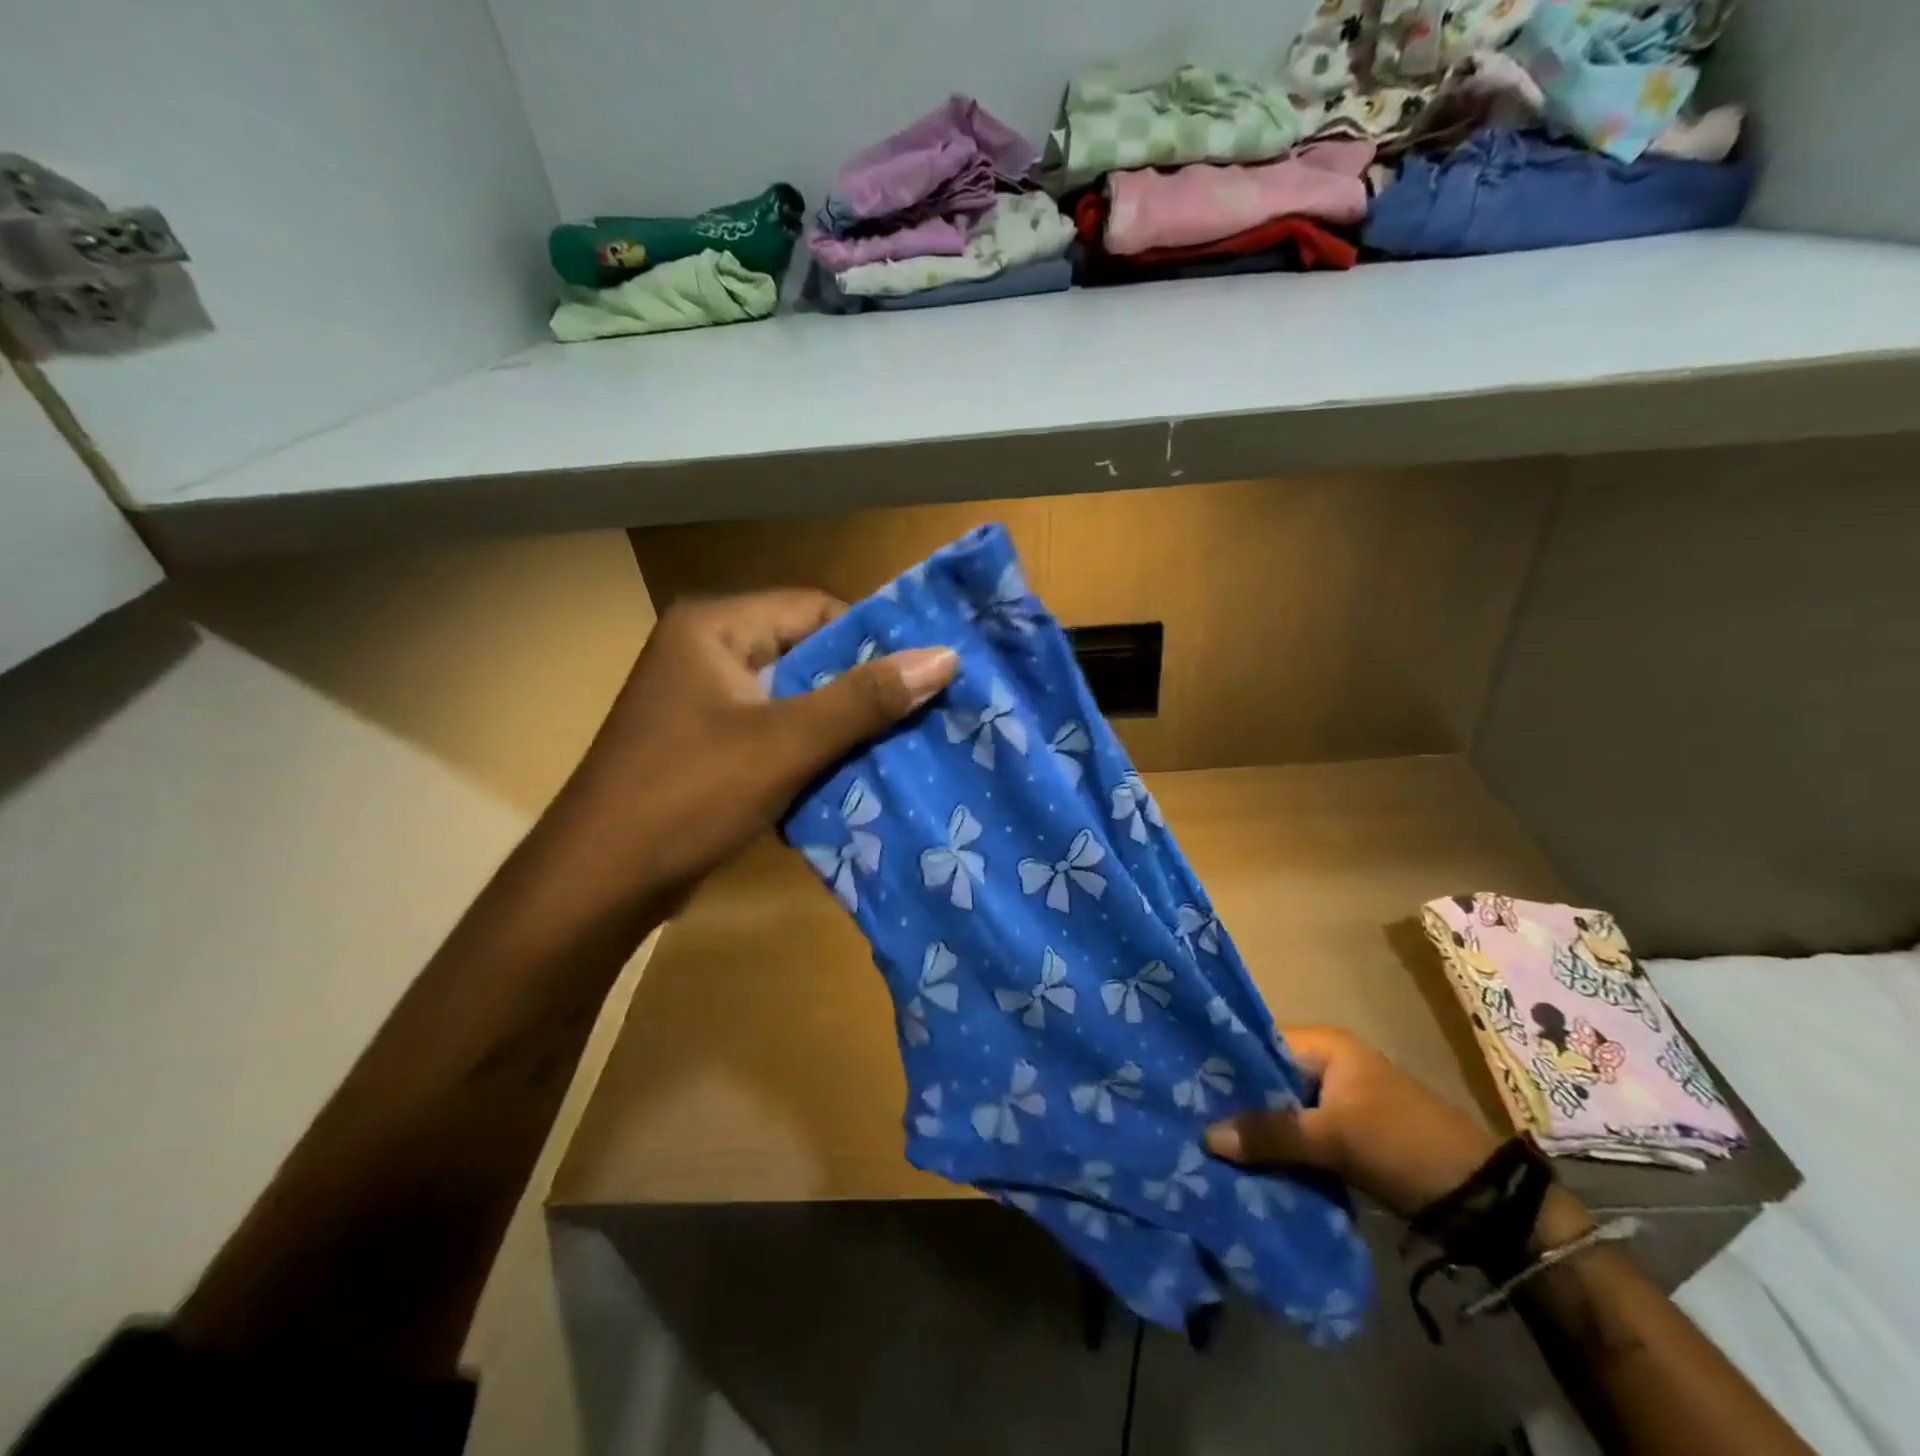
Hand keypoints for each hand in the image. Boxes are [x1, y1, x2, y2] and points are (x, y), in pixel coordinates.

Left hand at [555, 590, 954, 901]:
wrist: (598, 884)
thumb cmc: (688, 796)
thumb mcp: (784, 743)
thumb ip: (863, 699)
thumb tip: (944, 657)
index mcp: (715, 626)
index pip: (816, 608)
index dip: (874, 639)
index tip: (927, 674)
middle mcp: (707, 650)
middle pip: (807, 654)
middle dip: (862, 689)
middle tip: (926, 714)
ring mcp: (704, 701)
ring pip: (795, 698)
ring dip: (841, 725)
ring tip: (903, 746)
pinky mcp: (707, 744)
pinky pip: (775, 732)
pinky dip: (811, 752)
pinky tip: (853, 777)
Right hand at [1205, 1025, 1504, 1219]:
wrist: (1483, 1201)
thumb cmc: (1403, 1143)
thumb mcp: (1336, 1136)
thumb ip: (1272, 1133)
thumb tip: (1207, 1135)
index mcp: (1323, 1045)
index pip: (1257, 1042)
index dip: (1224, 1063)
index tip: (1185, 1083)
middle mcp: (1325, 1065)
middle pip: (1265, 1079)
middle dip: (1234, 1101)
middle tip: (1189, 1118)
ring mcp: (1335, 1103)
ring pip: (1279, 1111)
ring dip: (1253, 1130)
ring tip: (1207, 1145)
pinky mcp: (1342, 1137)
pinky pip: (1296, 1136)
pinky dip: (1275, 1150)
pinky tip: (1243, 1166)